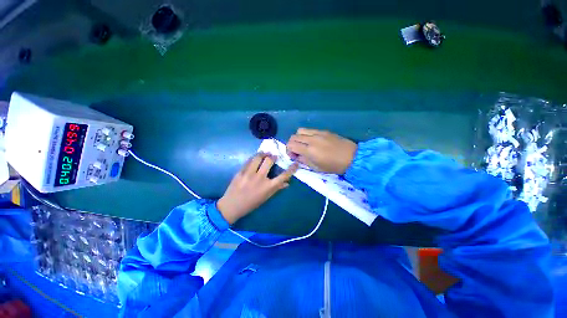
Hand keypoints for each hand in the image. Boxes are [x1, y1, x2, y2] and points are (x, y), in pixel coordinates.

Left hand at [217, 153, 297, 224]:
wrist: (232, 206)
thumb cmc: (251, 203)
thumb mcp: (266, 197)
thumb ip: (277, 189)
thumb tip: (287, 183)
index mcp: (268, 187)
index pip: (283, 176)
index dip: (291, 169)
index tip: (295, 163)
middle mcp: (260, 178)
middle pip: (269, 161)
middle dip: (273, 156)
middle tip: (273, 156)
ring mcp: (249, 174)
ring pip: (258, 157)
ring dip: (263, 154)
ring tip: (264, 154)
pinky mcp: (240, 171)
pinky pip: (249, 160)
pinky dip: (254, 158)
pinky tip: (255, 158)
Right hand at [286, 128, 356, 173]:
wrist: (352, 157)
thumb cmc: (334, 166)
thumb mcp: (317, 168)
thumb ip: (304, 161)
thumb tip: (297, 156)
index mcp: (309, 150)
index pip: (291, 145)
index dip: (289, 151)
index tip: (294, 156)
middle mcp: (311, 139)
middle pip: (293, 137)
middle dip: (291, 144)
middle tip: (297, 151)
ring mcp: (318, 133)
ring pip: (300, 130)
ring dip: (298, 138)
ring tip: (304, 145)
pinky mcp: (323, 130)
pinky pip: (309, 130)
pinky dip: (306, 135)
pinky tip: (312, 141)